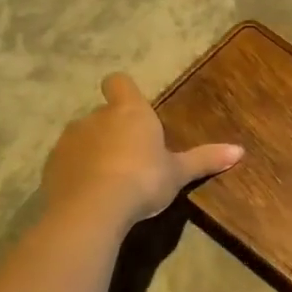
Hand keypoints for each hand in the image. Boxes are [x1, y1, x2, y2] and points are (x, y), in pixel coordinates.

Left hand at [43, 73, 242, 225]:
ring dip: (93, 151)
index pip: (119, 82)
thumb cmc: (143, 180)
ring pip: (82, 138)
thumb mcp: (178, 173)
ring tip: (110, 180)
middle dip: (113, 130)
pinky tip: (90, 195)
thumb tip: (240, 151)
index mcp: (129, 112)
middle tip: (132, 157)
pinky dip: (76, 173)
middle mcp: (95, 117)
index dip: (124, 91)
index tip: (133, 109)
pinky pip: (67, 163)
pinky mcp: (51, 167)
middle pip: (103, 114)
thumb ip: (205, 159)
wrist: (92, 209)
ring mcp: (69, 141)